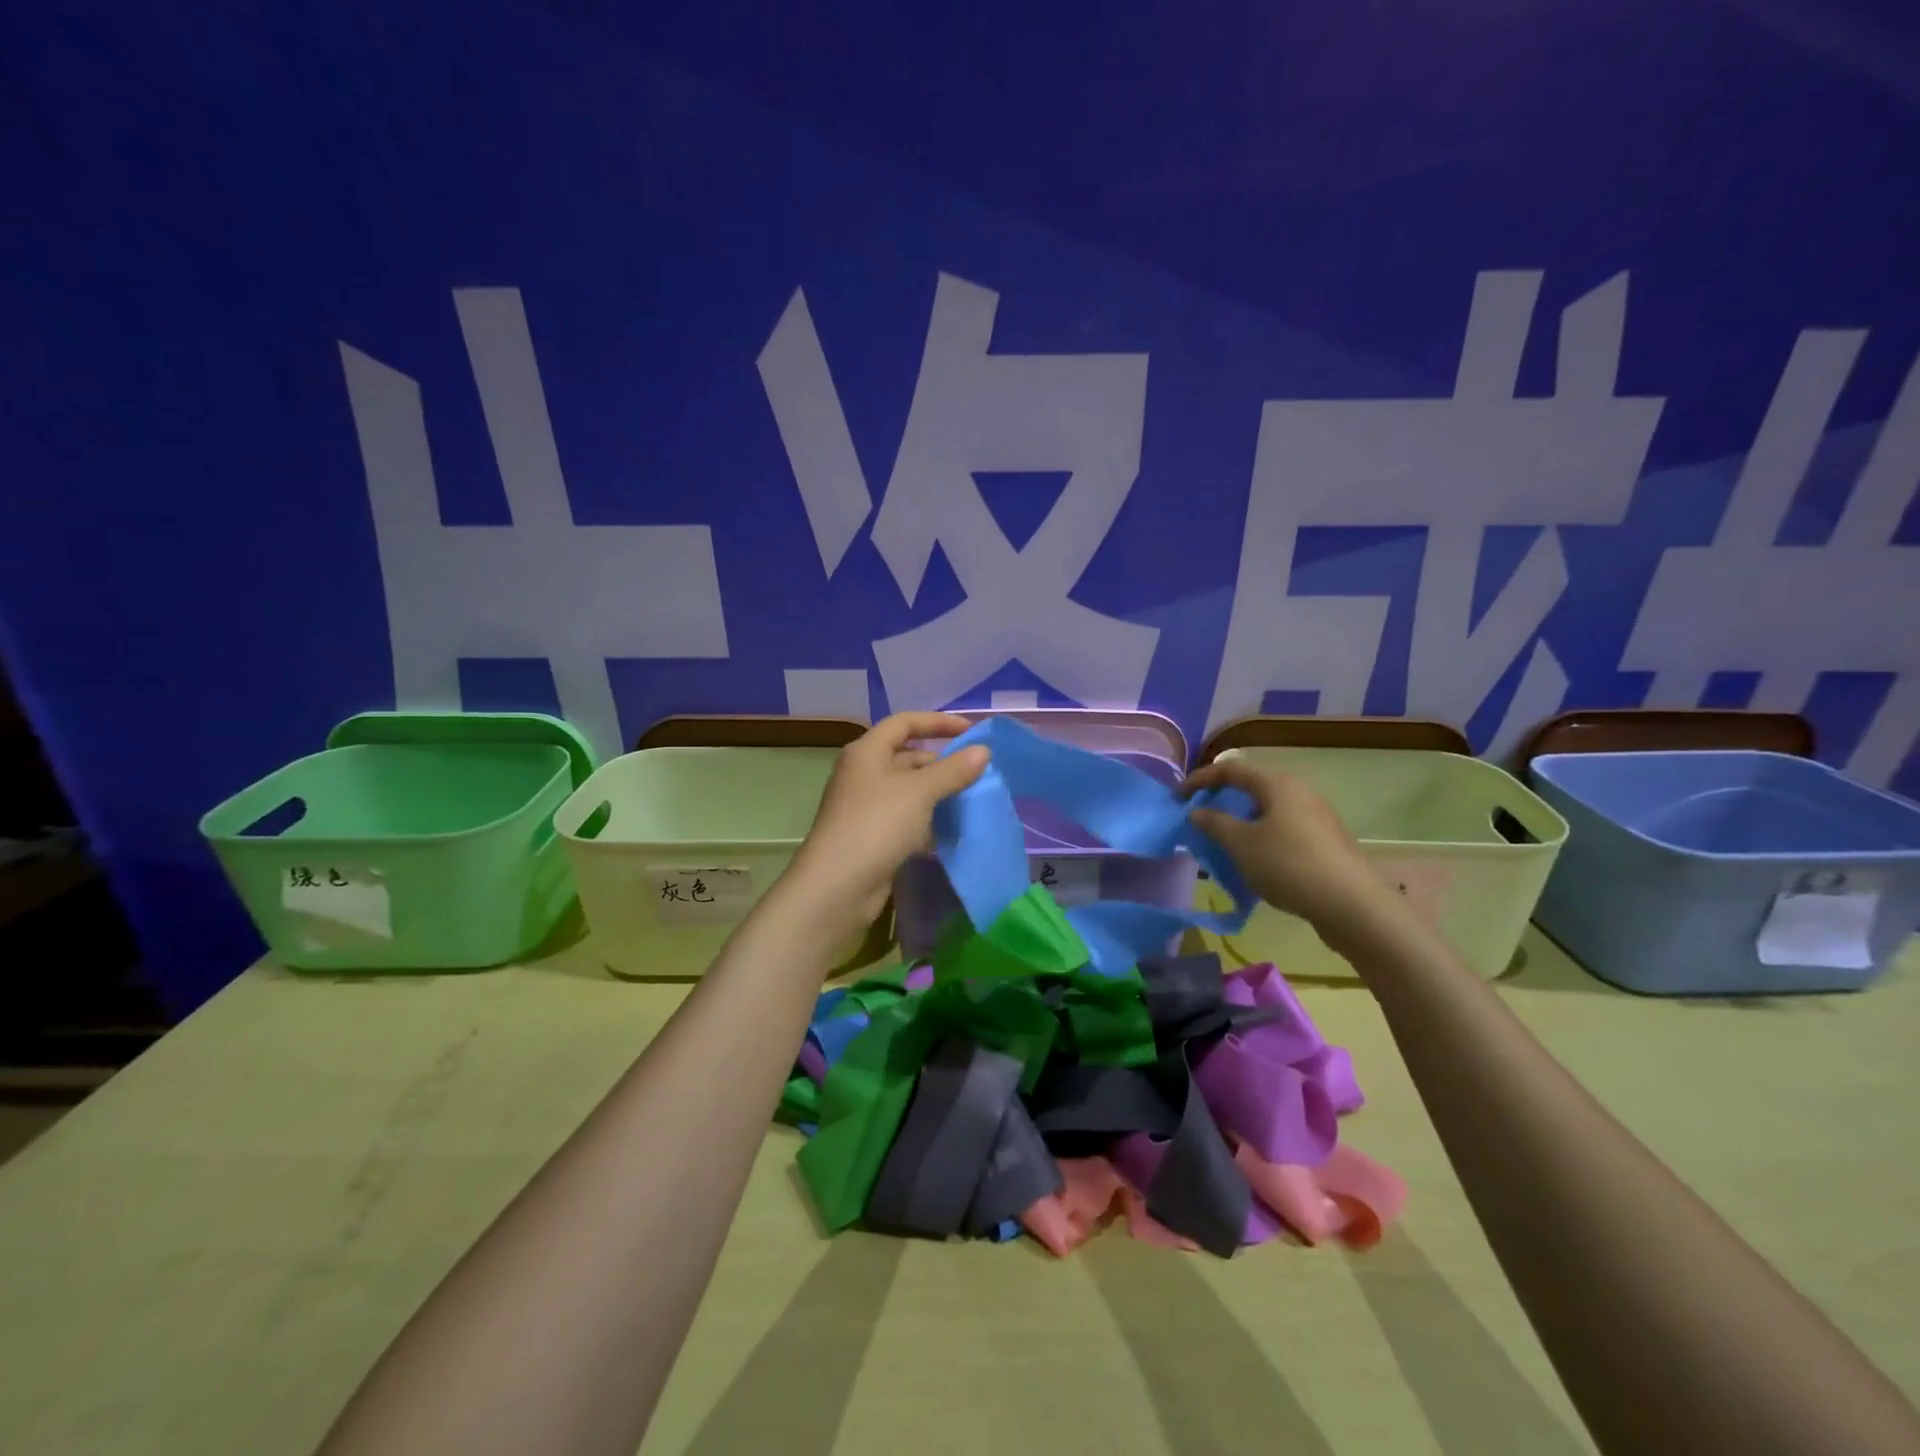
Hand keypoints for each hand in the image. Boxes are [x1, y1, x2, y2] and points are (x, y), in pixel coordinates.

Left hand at [787, 712, 990, 929]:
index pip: (905, 722)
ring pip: (909, 791)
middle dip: (942, 763)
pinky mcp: (872, 836)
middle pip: (907, 756)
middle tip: (977, 773)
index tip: (971, 731)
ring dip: (938, 794)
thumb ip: (953, 770)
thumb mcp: (920, 792)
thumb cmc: (877, 825)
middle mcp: (863, 773)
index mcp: (867, 752)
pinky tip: (950, 831)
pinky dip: (927, 820)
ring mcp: (866, 806)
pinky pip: (906, 818)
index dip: (938, 722)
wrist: (838, 886)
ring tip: (971, 800)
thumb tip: (983, 751)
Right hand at [1182, 759, 1396, 946]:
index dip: (1200, 779)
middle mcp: (1299, 793)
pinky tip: (1254, 865)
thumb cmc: (1289, 864)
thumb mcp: (1241, 844)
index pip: (1231, 769)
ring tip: (1222, 845)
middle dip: (1222, 802)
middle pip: (1252, 788)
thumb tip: (1197, 811)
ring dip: (1241, 824)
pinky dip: (1260, 839)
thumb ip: (1214, 823)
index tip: (1178, 797)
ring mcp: (1316, 818)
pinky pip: (1283, 832)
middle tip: (1199, 820)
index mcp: (1277, 784)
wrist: (1352, 905)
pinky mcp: (1325, 843)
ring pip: (1268, 812)